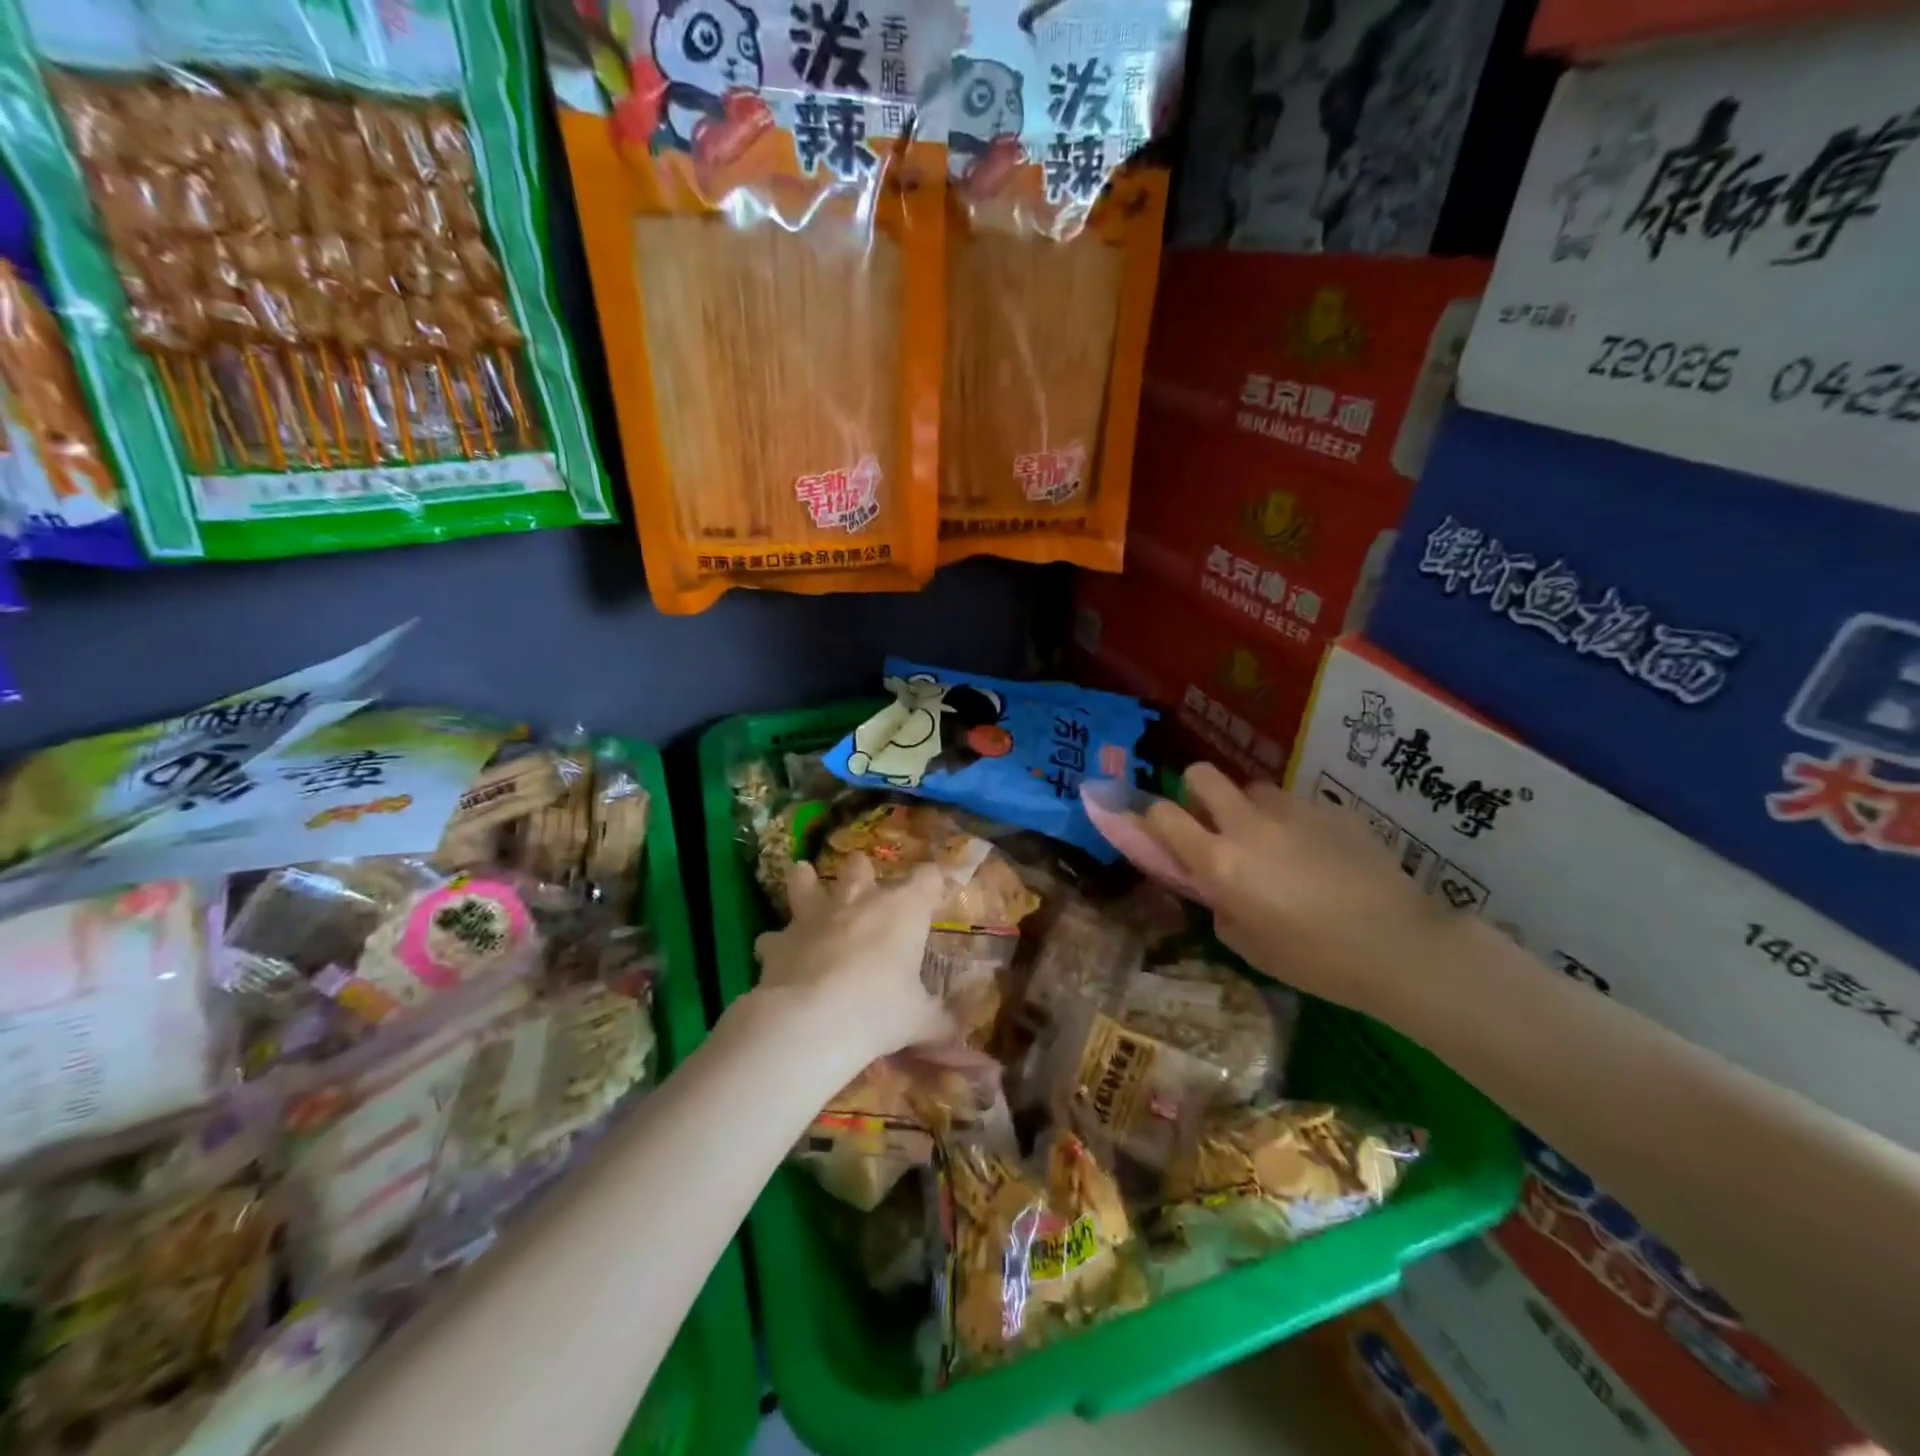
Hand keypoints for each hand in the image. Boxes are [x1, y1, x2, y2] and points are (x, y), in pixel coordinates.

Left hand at [751, 852, 954, 1070]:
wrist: (813, 1020)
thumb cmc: (880, 1009)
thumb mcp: (919, 1022)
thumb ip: (939, 1026)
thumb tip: (961, 1044)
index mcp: (903, 910)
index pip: (927, 878)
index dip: (933, 881)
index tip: (936, 888)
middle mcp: (859, 901)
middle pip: (860, 867)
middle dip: (861, 870)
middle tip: (863, 879)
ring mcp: (814, 917)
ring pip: (805, 883)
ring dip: (804, 882)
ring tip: (802, 876)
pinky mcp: (779, 941)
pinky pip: (774, 936)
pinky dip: (777, 944)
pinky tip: (777, 954)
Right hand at [1136, 764, 1454, 1014]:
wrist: (1399, 945)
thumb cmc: (1313, 959)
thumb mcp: (1247, 945)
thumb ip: (1219, 905)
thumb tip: (1217, 888)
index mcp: (1219, 861)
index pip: (1161, 814)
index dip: (1154, 820)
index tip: (1165, 835)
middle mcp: (1247, 824)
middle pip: (1201, 775)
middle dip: (1197, 792)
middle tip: (1215, 824)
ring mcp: (1291, 810)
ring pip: (1252, 787)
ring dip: (1249, 808)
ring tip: (1274, 842)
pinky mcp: (1330, 809)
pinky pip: (1296, 804)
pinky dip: (1293, 821)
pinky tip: (1319, 853)